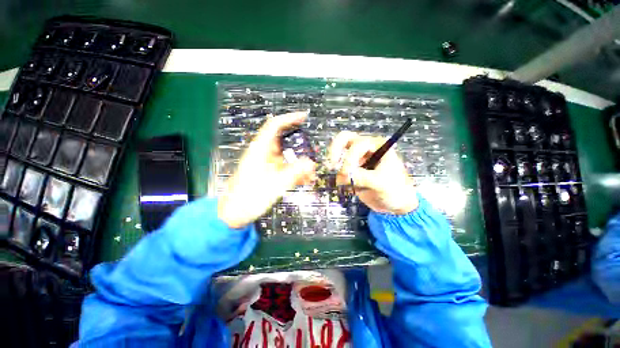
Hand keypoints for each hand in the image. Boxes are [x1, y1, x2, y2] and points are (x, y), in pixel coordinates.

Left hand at [218, 112, 316, 228]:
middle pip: (284, 141)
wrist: (234, 214)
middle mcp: (263, 153)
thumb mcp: (274, 185)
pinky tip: (304, 180)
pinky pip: (285, 168)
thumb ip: (294, 173)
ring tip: (311, 173)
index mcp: (260, 150)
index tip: (304, 117)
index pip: (274, 125)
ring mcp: (266, 163)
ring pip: (286, 157)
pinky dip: (295, 172)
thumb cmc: (249, 197)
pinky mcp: (268, 173)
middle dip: (300, 146)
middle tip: (314, 151)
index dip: (289, 118)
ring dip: (299, 163)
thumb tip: (311, 163)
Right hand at [328, 131, 417, 214]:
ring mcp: (358, 159)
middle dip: (335, 150)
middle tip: (331, 164)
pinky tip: (348, 187)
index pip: (358, 144)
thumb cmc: (395, 190)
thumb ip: (362, 177)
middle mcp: (366, 149)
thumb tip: (343, 175)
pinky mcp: (353, 170)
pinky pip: (340, 169)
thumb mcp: (381, 183)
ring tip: (343, 182)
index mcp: (377, 146)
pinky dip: (340, 177)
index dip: (349, 157)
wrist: (396, 204)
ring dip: (336, 166)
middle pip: (345, 139)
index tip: (347, 174)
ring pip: (340, 153)